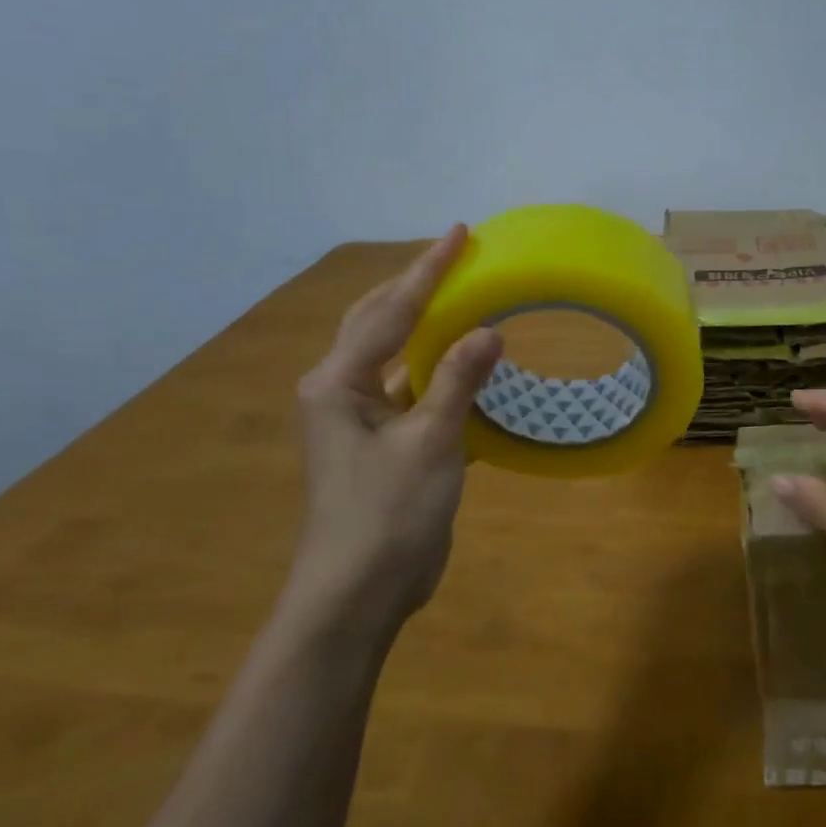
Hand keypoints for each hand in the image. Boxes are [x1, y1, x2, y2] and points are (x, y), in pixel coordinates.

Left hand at [284, 227, 500, 649]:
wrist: (359, 593)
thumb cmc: (387, 513)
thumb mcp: (429, 442)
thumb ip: (457, 381)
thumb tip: (488, 330)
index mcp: (337, 383)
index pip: (391, 311)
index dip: (429, 271)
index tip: (461, 233)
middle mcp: (341, 392)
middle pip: (380, 322)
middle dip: (417, 287)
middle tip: (457, 255)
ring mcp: (360, 420)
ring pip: (397, 356)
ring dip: (428, 327)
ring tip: (465, 297)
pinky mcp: (383, 445)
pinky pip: (413, 391)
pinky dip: (440, 373)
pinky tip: (469, 365)